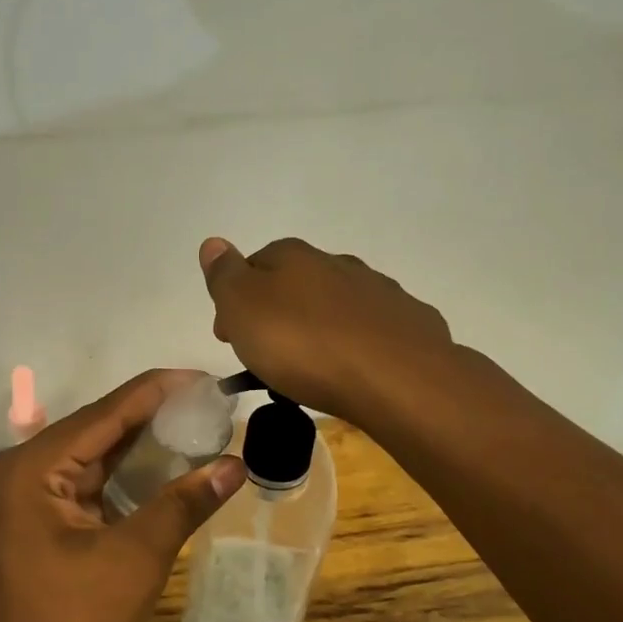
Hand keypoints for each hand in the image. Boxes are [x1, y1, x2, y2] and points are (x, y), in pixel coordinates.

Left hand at [0, 370, 245, 621]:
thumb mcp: (137, 557)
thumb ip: (184, 503)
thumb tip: (237, 464)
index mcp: (30, 471)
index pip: (102, 415)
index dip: (154, 392)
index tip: (200, 376)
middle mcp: (17, 475)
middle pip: (93, 432)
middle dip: (149, 417)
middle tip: (203, 402)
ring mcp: (21, 503)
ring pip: (88, 459)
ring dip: (136, 446)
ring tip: (191, 425)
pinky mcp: (32, 526)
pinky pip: (82, 487)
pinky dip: (120, 478)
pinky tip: (159, 467)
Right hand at [199, 237, 453, 420]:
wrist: (397, 378)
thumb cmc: (304, 344)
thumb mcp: (243, 309)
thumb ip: (225, 275)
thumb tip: (213, 242)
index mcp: (295, 257)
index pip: (255, 265)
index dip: (236, 300)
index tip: (228, 336)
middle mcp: (338, 264)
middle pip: (296, 285)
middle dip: (277, 315)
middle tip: (265, 358)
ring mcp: (379, 292)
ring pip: (335, 307)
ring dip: (318, 330)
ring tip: (310, 372)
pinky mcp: (409, 325)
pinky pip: (371, 332)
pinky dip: (356, 345)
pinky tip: (353, 371)